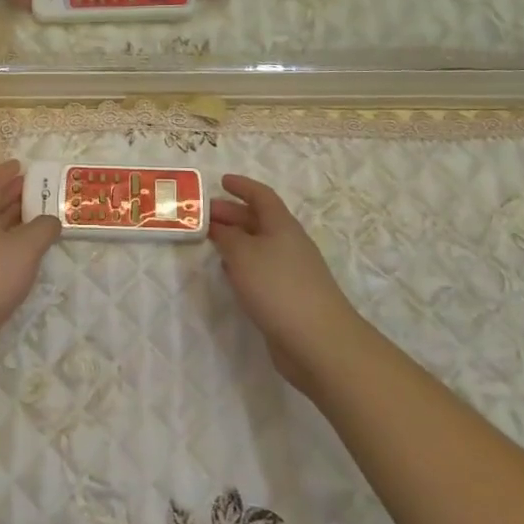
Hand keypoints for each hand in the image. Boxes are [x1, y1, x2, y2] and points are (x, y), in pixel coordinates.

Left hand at [0, 160, 61, 380]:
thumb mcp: (25, 248)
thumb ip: (43, 229)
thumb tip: (51, 220)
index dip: (4, 173)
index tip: (20, 165)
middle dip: (12, 196)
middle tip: (37, 190)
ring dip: (13, 224)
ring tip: (39, 221)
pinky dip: (10, 250)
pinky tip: (26, 259)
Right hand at [209, 174, 362, 393]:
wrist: (319, 342)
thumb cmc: (278, 287)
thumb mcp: (243, 254)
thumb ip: (227, 236)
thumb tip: (219, 226)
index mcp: (282, 225)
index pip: (261, 195)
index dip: (242, 186)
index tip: (221, 181)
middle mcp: (288, 243)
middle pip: (258, 220)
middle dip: (232, 214)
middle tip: (205, 215)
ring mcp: (291, 272)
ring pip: (259, 246)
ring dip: (236, 240)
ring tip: (211, 241)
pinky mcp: (289, 297)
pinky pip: (261, 270)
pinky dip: (243, 265)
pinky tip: (229, 273)